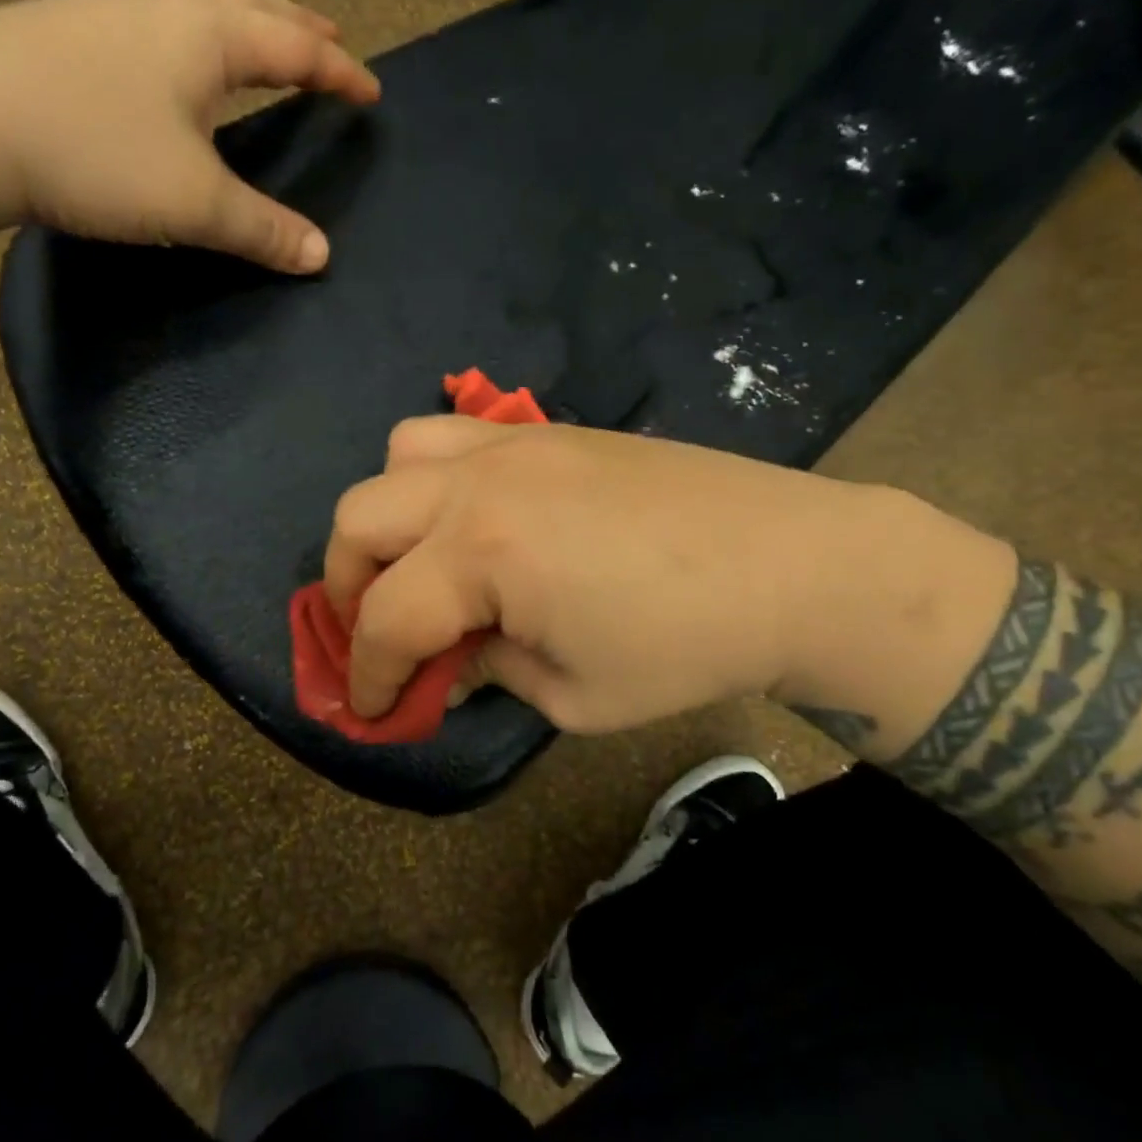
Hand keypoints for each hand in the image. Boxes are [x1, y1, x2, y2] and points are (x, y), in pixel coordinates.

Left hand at [0, 0, 379, 272]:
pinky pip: (161, 26)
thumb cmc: (94, 152)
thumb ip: (263, 229)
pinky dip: (198, 40)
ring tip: (264, 46)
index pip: (292, 46)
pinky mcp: (70, 36)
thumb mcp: (194, 203)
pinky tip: (180, 67)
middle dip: (296, 26)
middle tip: (329, 41)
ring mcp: (110, 15)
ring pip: (199, 8)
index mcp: (205, 36)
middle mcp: (163, 9)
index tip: (371, 90)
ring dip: (245, 24)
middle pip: (249, 5)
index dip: (337, 72)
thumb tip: (321, 256)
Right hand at [323, 416, 906, 732]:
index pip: (386, 620)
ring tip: (420, 561)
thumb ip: (490, 672)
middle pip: (359, 520)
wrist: (792, 564)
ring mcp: (514, 444)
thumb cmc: (687, 646)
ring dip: (388, 516)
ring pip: (399, 456)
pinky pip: (458, 435)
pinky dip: (436, 477)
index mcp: (482, 554)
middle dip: (348, 588)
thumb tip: (448, 662)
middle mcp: (480, 483)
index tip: (372, 711)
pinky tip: (475, 520)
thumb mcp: (575, 696)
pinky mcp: (550, 430)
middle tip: (380, 634)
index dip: (368, 677)